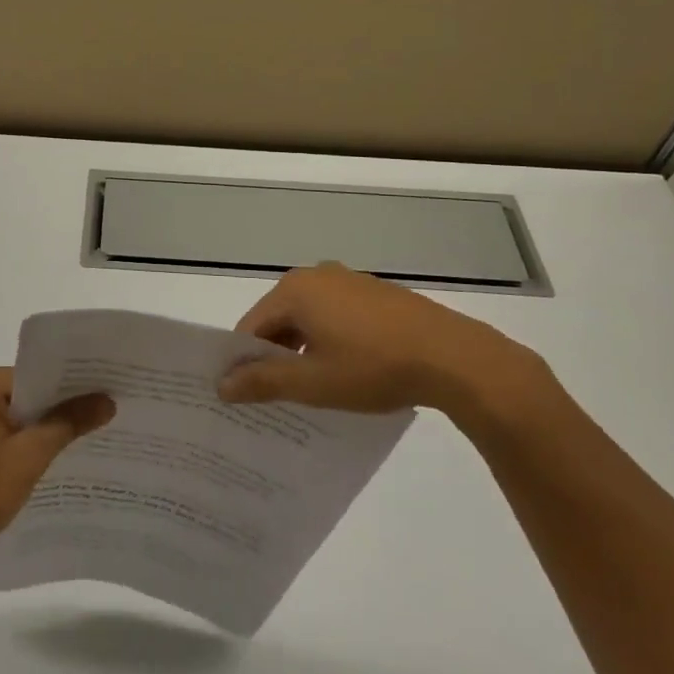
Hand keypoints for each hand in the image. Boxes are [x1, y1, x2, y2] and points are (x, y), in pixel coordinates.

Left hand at [0, 367, 114, 572]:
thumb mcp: (29, 456)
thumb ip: (68, 423)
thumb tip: (108, 399)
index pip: (43, 371)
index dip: (79, 379)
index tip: (115, 384)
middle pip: (39, 393)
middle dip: (73, 404)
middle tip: (118, 406)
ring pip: (32, 417)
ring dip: (59, 427)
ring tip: (105, 431)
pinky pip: (21, 436)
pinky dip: (42, 445)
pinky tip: (71, 458)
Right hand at [218, 263, 549, 420]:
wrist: (453, 357)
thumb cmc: (373, 367)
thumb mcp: (313, 382)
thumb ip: (263, 381)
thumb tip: (221, 385)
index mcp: (294, 290)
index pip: (251, 326)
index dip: (243, 361)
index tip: (243, 395)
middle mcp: (317, 276)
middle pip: (279, 319)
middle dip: (274, 356)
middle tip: (275, 398)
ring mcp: (349, 282)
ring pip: (309, 319)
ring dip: (304, 351)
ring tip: (311, 391)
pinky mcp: (375, 294)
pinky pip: (337, 317)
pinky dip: (330, 341)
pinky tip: (346, 372)